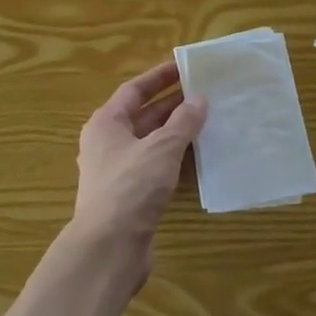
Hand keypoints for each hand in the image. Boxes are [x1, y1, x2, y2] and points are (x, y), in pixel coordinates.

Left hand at [72, 61, 206, 284]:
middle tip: (205, 94)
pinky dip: (175, 162)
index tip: (185, 67)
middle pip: (143, 116)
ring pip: (151, 144)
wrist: (109, 248)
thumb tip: (199, 99)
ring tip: (209, 123)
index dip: (159, 77)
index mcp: (106, 123)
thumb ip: (183, 122)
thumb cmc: (131, 186)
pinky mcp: (130, 198)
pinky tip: (200, 160)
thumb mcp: (161, 147)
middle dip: (173, 105)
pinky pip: (155, 169)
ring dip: (177, 134)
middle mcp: (108, 144)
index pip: (134, 90)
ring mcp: (118, 173)